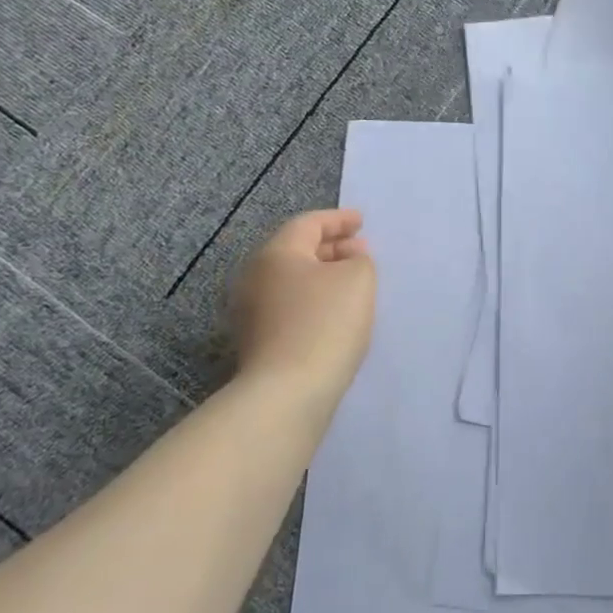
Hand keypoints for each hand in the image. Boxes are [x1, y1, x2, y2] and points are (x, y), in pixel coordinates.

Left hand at [227, 209, 375, 398]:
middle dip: (331, 247)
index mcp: (276, 253)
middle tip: (360, 251)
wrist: (287, 392)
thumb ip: (359, 259)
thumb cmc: (325, 323)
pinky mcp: (256, 342)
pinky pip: (289, 307)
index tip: (362, 221)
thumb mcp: (358, 279)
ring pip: (292, 281)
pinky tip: (336, 314)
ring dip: (322, 276)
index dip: (338, 219)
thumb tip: (349, 258)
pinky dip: (313, 301)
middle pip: (296, 251)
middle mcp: (255, 277)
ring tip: (352, 282)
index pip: (308, 224)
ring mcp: (250, 312)